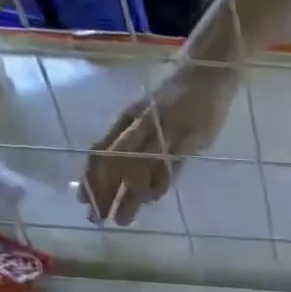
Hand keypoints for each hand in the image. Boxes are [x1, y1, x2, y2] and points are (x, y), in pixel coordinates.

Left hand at [83, 60, 236, 225]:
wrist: (207, 72)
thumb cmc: (179, 96)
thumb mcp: (152, 117)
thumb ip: (140, 142)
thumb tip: (126, 175)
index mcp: (128, 121)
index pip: (101, 152)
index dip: (90, 178)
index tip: (83, 202)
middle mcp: (141, 126)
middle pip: (113, 163)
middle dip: (102, 192)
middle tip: (97, 218)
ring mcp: (165, 131)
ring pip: (137, 167)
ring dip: (127, 195)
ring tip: (122, 219)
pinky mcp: (189, 137)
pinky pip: (169, 163)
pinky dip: (158, 183)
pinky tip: (151, 199)